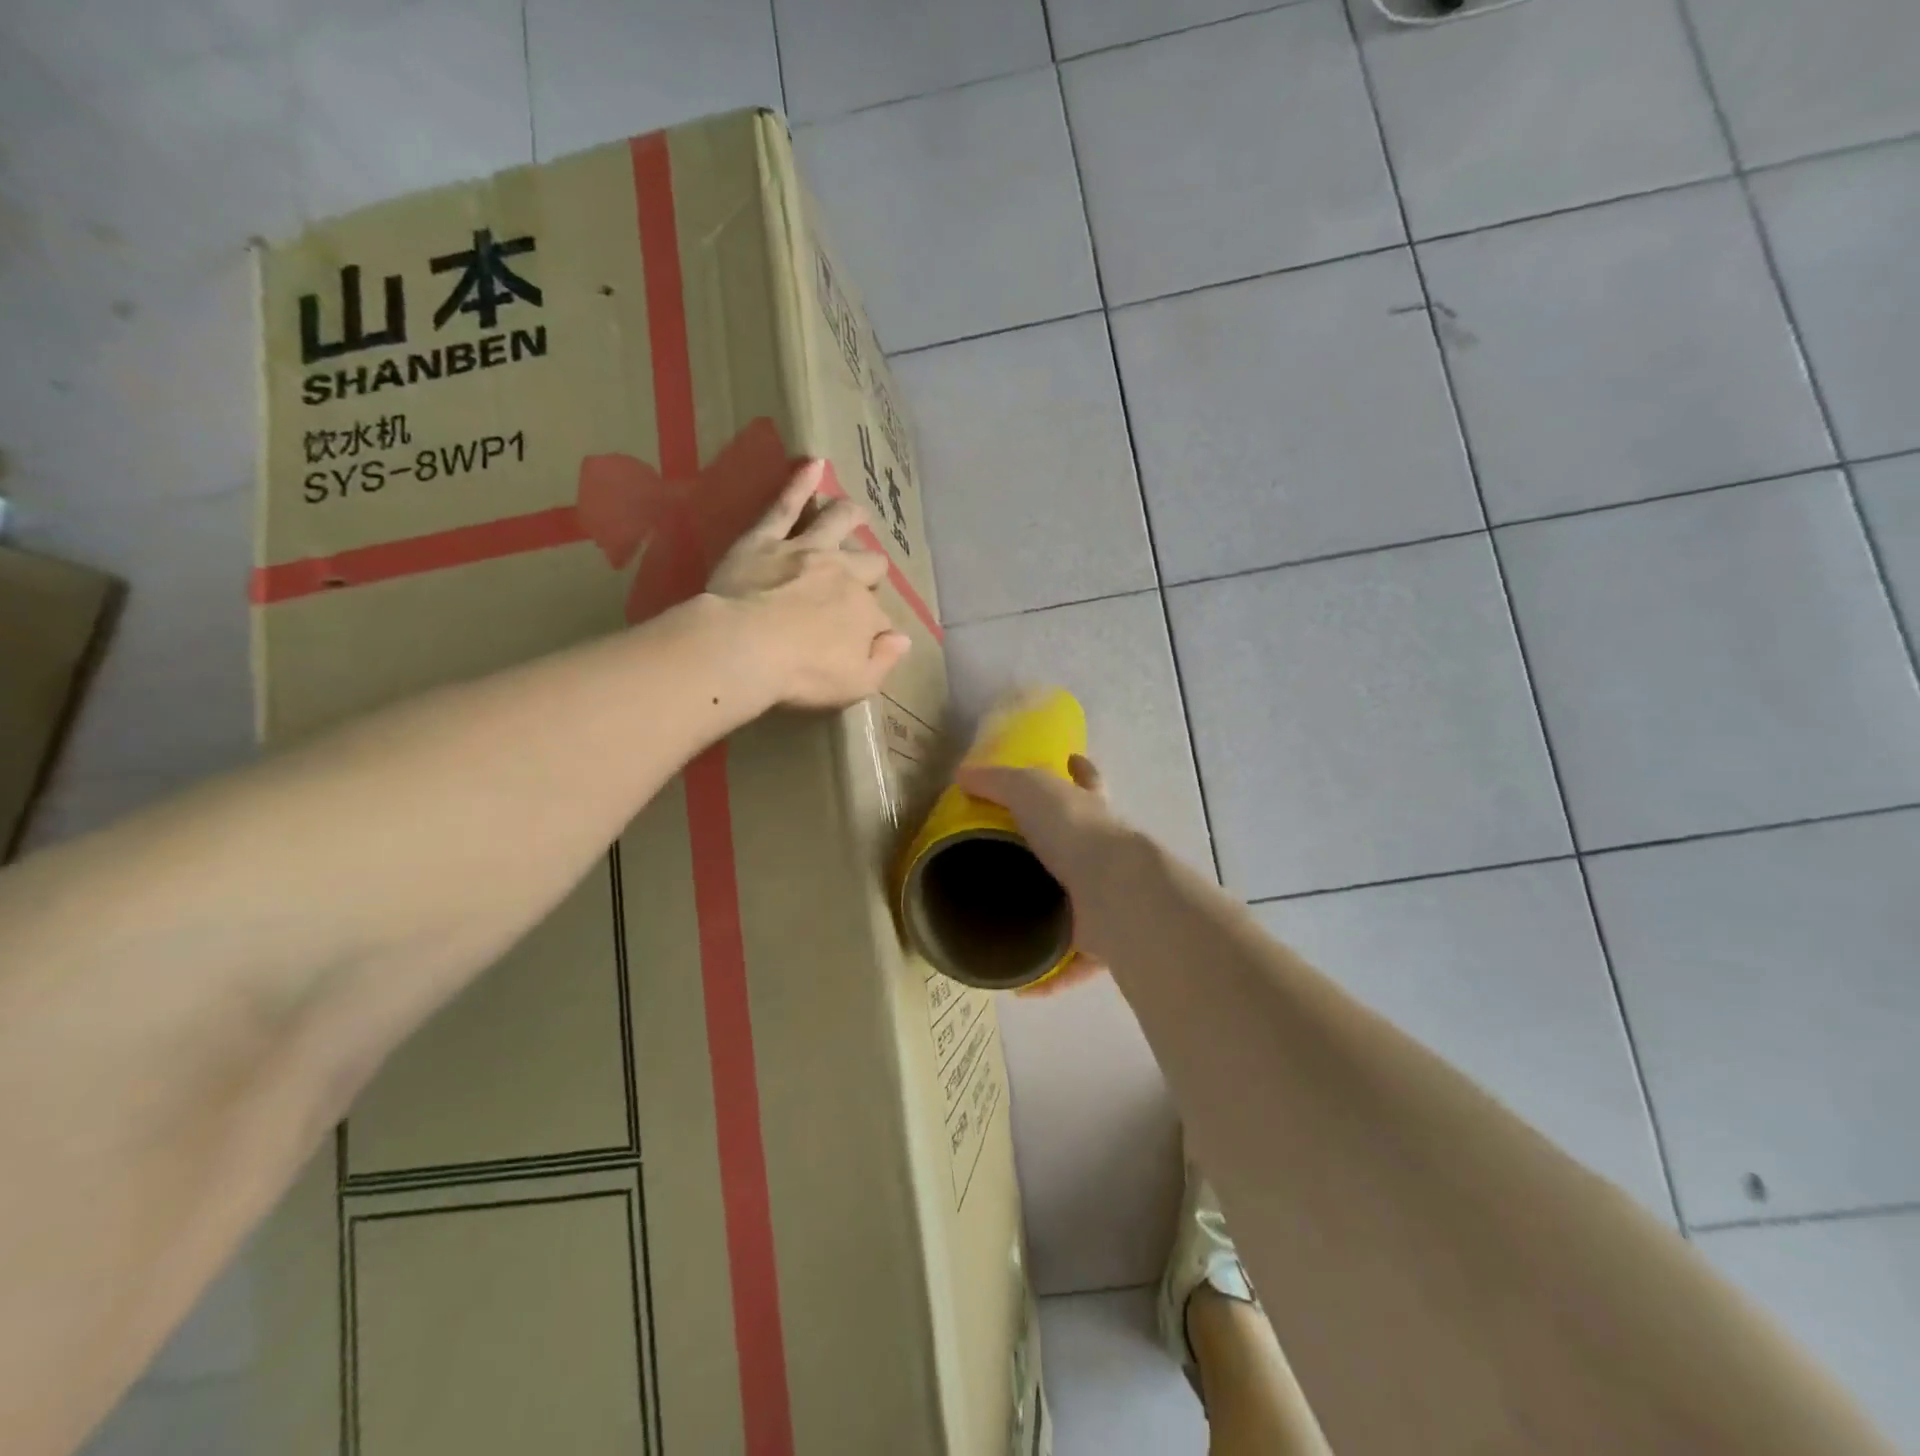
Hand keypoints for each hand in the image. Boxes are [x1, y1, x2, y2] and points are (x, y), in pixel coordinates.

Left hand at [707, 459, 911, 709]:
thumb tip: (902, 639)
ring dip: (850, 516)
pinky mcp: (765, 540)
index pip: (879, 618)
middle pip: (867, 565)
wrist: (745, 648)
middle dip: (870, 569)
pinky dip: (800, 483)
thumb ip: (883, 661)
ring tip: (857, 512)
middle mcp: (843, 575)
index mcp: (865, 613)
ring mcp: (805, 552)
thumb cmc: (802, 674)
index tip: (864, 640)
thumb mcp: (856, 684)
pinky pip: (785, 506)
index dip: (874, 629)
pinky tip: (813, 464)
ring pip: (836, 523)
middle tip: (866, 573)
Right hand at [956, 753, 1114, 996]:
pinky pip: (1072, 964)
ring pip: (1077, 907)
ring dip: (1051, 918)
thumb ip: (996, 781)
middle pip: (1083, 846)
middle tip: (1019, 861)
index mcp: (1089, 813)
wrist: (1112, 891)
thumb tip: (961, 776)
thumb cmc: (1073, 831)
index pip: (1087, 782)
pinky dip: (1050, 977)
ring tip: (1011, 927)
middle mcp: (1102, 854)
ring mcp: (1104, 899)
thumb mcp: (1029, 790)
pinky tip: (1021, 985)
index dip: (1080, 770)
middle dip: (1061, 850)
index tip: (1073, 760)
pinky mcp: (1101, 942)